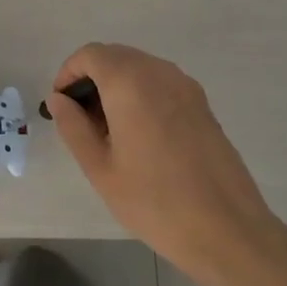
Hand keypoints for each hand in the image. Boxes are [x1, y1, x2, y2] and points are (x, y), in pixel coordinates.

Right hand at [47, 44, 286, 285]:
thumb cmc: (154, 200)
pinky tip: (139, 135)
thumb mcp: (100, 168)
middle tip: (81, 120)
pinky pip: (161, 83)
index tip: (62, 105)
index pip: (90, 54)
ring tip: (109, 130)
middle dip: (92, 78)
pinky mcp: (202, 104)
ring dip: (117, 85)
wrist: (227, 230)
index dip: (69, 73)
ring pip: (139, 68)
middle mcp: (159, 72)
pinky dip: (141, 94)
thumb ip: (73, 126)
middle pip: (116, 56)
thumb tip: (59, 100)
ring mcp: (186, 87)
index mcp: (130, 82)